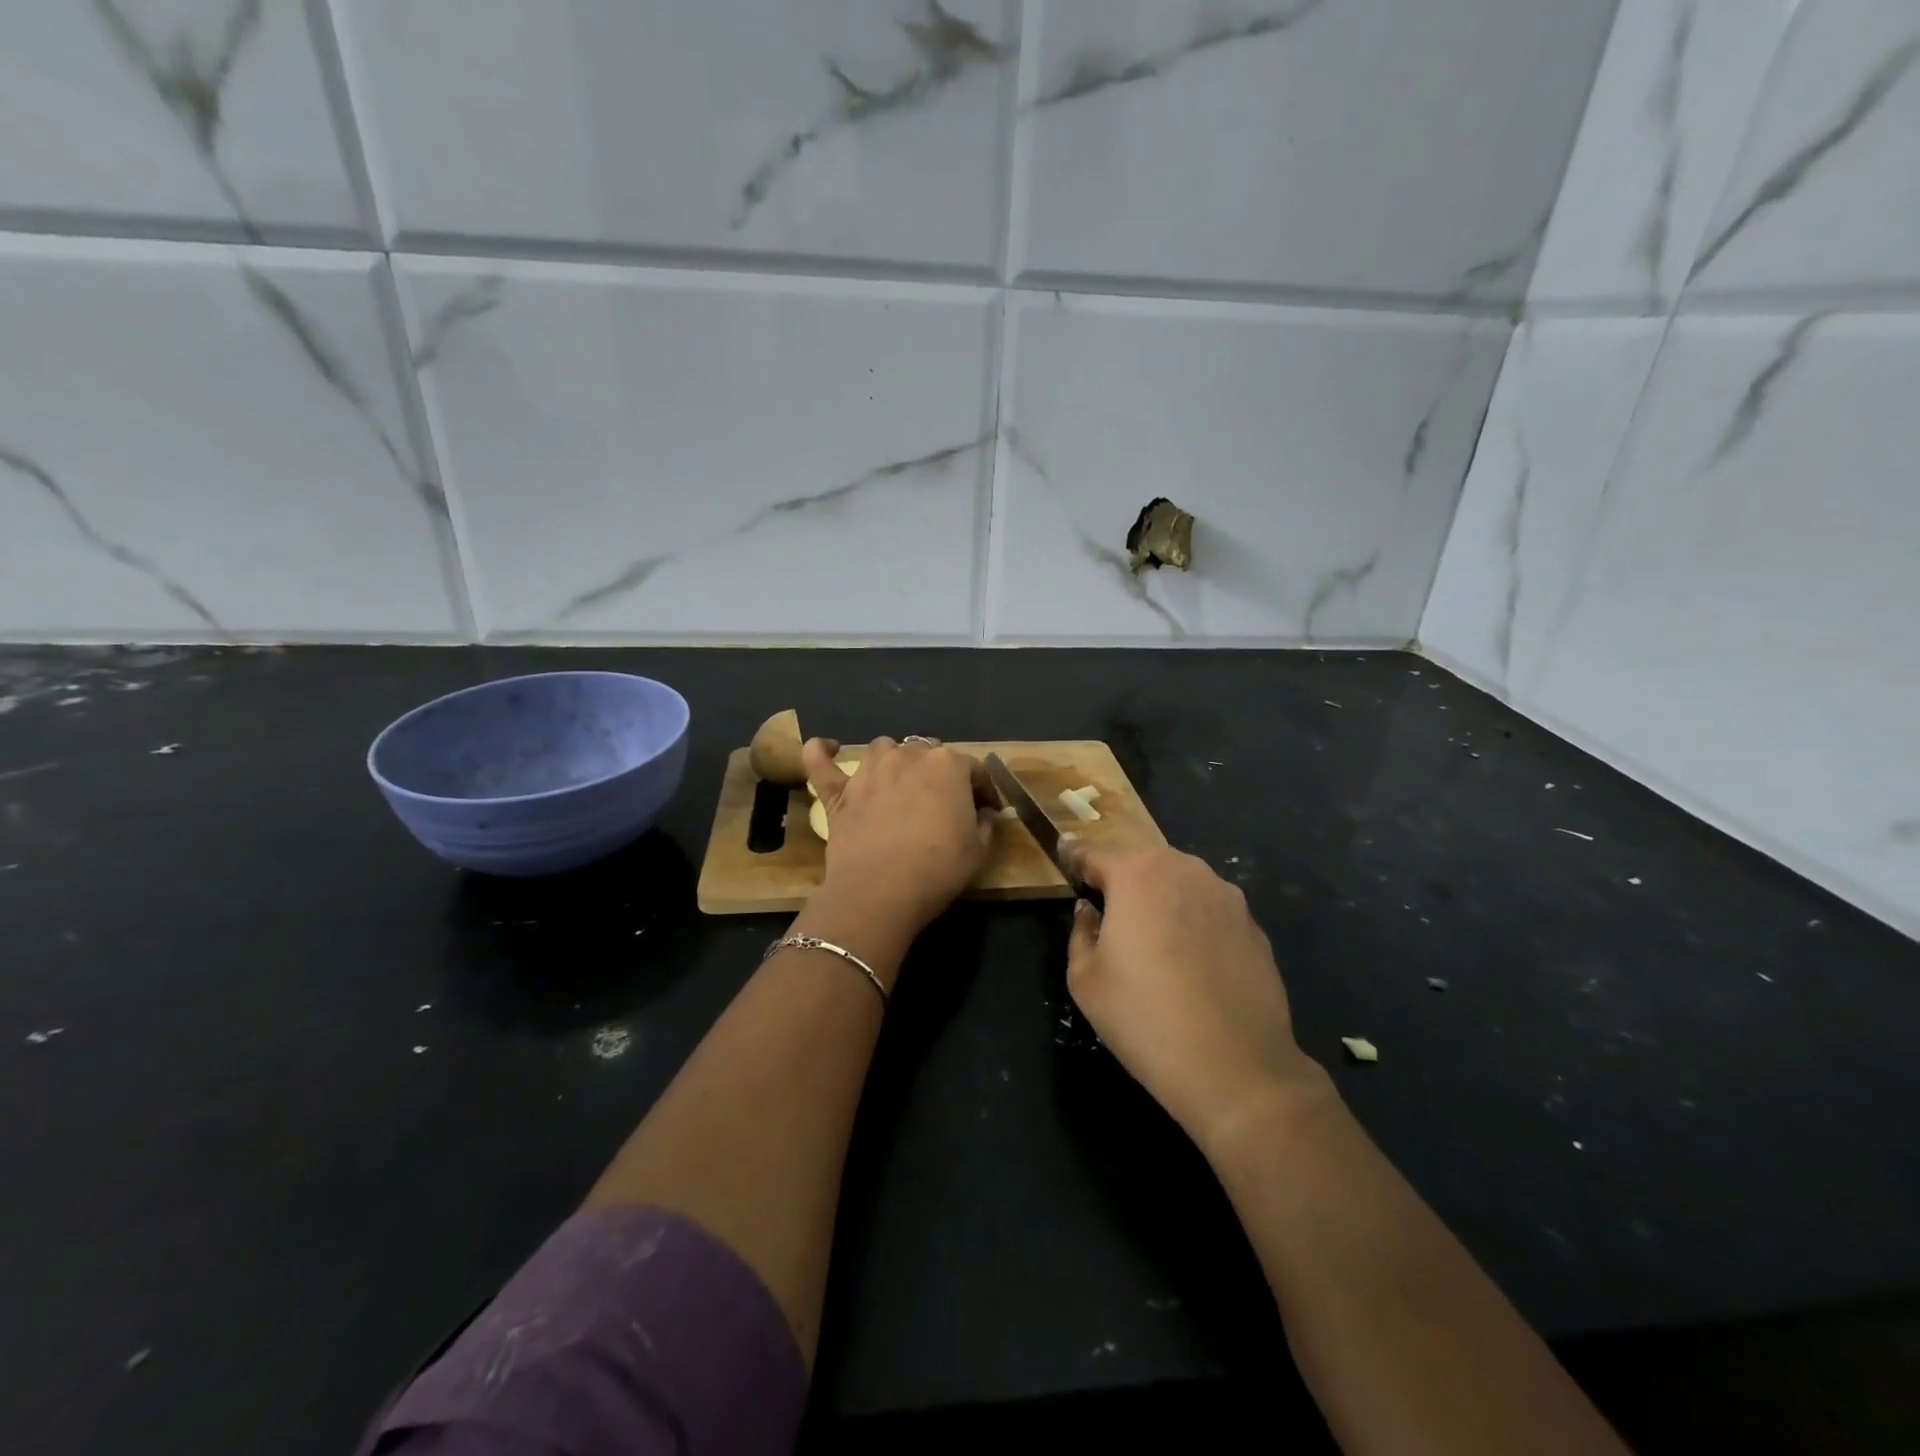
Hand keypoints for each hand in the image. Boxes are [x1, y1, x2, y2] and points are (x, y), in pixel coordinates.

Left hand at [805, 736, 992, 938]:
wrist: (881, 891)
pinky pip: (821, 762)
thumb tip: (984, 813)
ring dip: (894, 761)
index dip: (983, 789)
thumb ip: (984, 823)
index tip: (987, 809)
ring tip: (900, 784)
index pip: (973, 769)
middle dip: (938, 773)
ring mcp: (869, 770)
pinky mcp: (838, 791)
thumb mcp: (979, 850)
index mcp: (948, 764)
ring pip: (884, 749)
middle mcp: (908, 755)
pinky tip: (826, 747)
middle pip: (927, 753)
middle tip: (942, 802)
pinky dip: (821, 753)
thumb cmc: (938, 868)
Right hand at [1062, 840, 1322, 1154]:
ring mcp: (1225, 896)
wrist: (1235, 1067)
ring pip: (1180, 885)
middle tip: (1108, 911)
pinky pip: (1210, 912)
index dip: (1074, 854)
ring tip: (1153, 941)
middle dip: (1122, 879)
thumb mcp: (1085, 979)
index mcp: (1135, 874)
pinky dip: (1195, 924)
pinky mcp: (1254, 926)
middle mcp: (1184, 870)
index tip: (1063, 849)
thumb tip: (1090, 911)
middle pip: (1141, 864)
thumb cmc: (1144, 1018)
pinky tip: (1192, 965)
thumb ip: (1081, 932)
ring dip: (1162, 900)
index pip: (1093, 854)